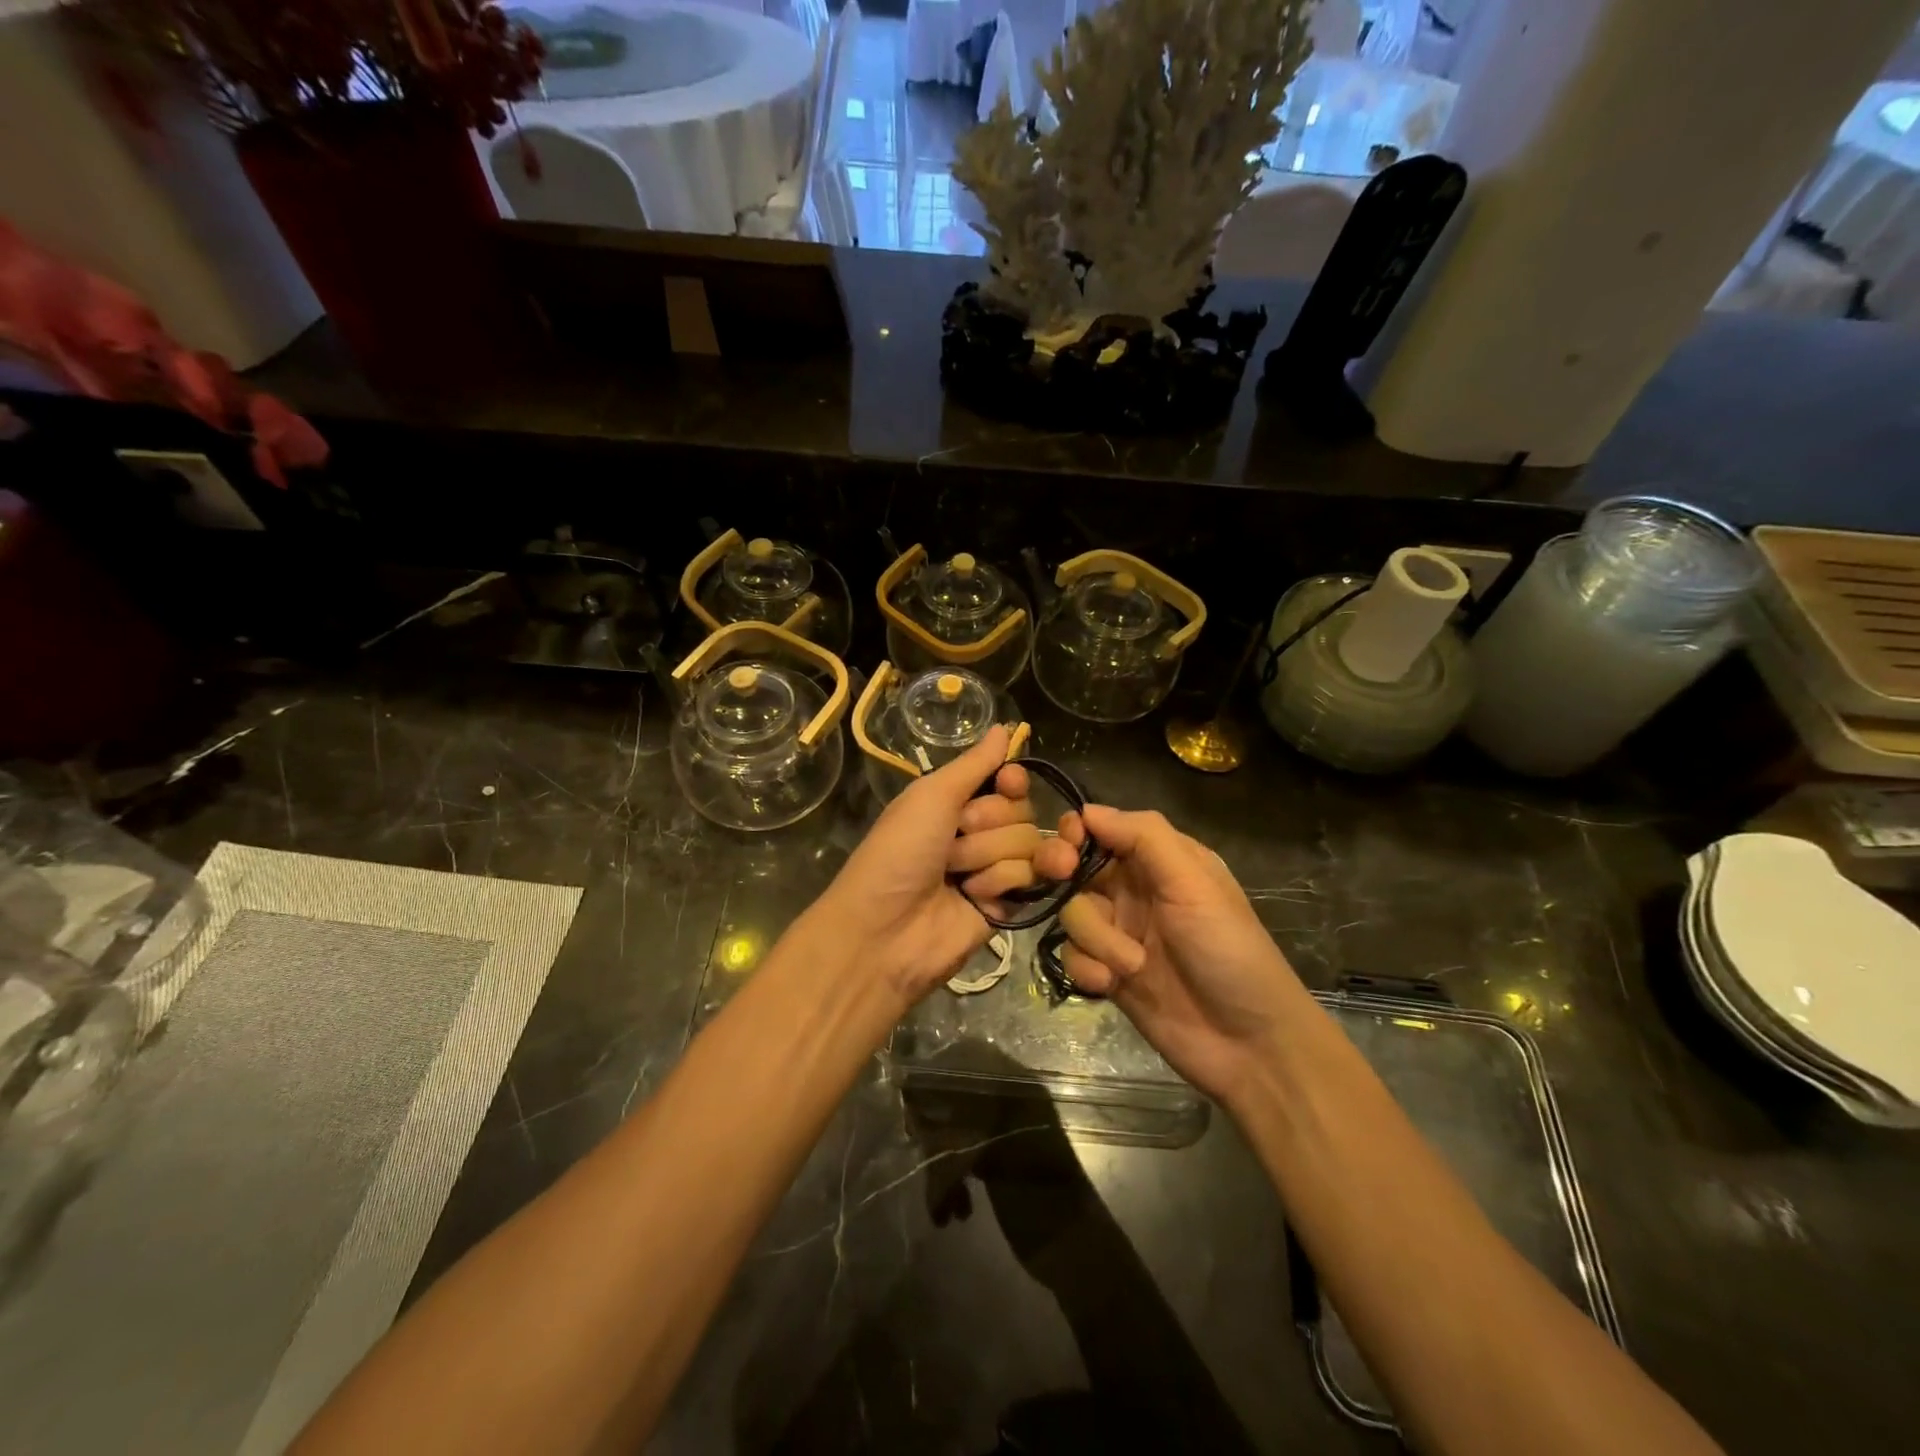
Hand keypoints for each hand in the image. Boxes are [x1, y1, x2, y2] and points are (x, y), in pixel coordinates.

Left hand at [809, 725, 1041, 1003]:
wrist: (886, 930)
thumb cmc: (900, 852)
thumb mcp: (931, 796)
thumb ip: (974, 764)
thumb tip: (1004, 727)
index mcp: (955, 802)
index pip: (1008, 781)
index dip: (1013, 782)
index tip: (1007, 784)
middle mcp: (978, 832)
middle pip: (1022, 811)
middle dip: (988, 826)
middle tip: (952, 844)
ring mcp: (993, 869)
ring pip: (1028, 844)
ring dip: (989, 858)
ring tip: (957, 878)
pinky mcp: (1007, 905)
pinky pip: (1030, 879)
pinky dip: (1001, 884)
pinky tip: (977, 897)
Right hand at [1033, 807, 1308, 1102]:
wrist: (1248, 1045)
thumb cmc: (1228, 950)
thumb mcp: (1194, 882)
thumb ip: (1144, 837)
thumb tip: (1087, 809)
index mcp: (1160, 860)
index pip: (1103, 829)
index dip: (1076, 831)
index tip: (1066, 846)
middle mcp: (1134, 890)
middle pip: (1074, 866)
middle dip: (1061, 871)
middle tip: (1061, 876)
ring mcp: (1119, 932)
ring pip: (1072, 913)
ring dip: (1095, 937)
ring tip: (1132, 964)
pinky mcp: (1107, 972)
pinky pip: (1073, 955)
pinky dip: (1088, 968)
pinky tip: (1112, 986)